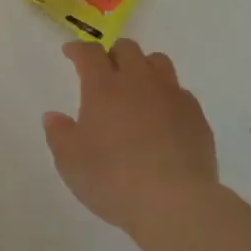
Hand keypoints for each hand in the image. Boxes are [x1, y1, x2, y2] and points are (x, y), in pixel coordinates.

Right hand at [43, 38, 218, 238]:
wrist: (174, 202)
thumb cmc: (112, 179)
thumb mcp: (70, 162)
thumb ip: (59, 134)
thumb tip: (54, 116)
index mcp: (104, 87)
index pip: (90, 53)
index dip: (79, 49)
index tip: (71, 52)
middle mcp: (139, 81)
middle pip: (127, 49)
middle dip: (113, 54)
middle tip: (105, 71)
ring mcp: (172, 96)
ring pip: (158, 62)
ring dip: (144, 67)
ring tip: (137, 87)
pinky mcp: (196, 116)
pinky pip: (180, 92)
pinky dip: (167, 96)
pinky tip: (163, 117)